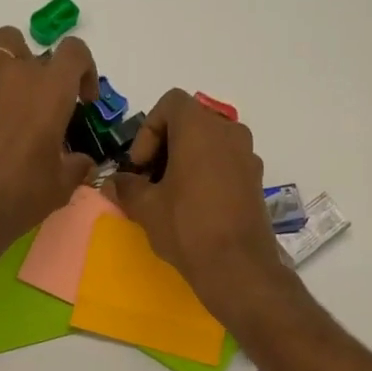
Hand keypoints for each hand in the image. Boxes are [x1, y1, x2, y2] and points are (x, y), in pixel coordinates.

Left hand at [0, 22, 98, 264]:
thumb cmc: (17, 199)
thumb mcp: (60, 188)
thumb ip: (76, 166)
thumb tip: (83, 162)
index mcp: (52, 91)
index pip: (76, 53)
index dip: (84, 70)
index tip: (82, 99)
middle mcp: (18, 71)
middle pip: (39, 56)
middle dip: (45, 79)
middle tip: (39, 112)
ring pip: (2, 42)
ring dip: (12, 58)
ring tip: (8, 86)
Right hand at [109, 89, 294, 319]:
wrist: (237, 267)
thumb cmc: (187, 227)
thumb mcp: (146, 207)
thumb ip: (126, 187)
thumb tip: (115, 182)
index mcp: (200, 128)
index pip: (170, 103)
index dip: (148, 130)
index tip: (140, 165)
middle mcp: (229, 132)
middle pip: (191, 122)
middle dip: (165, 145)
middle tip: (149, 180)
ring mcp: (248, 156)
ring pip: (209, 144)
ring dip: (186, 160)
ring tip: (170, 195)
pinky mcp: (256, 180)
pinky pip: (225, 163)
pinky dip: (206, 173)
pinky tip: (194, 207)